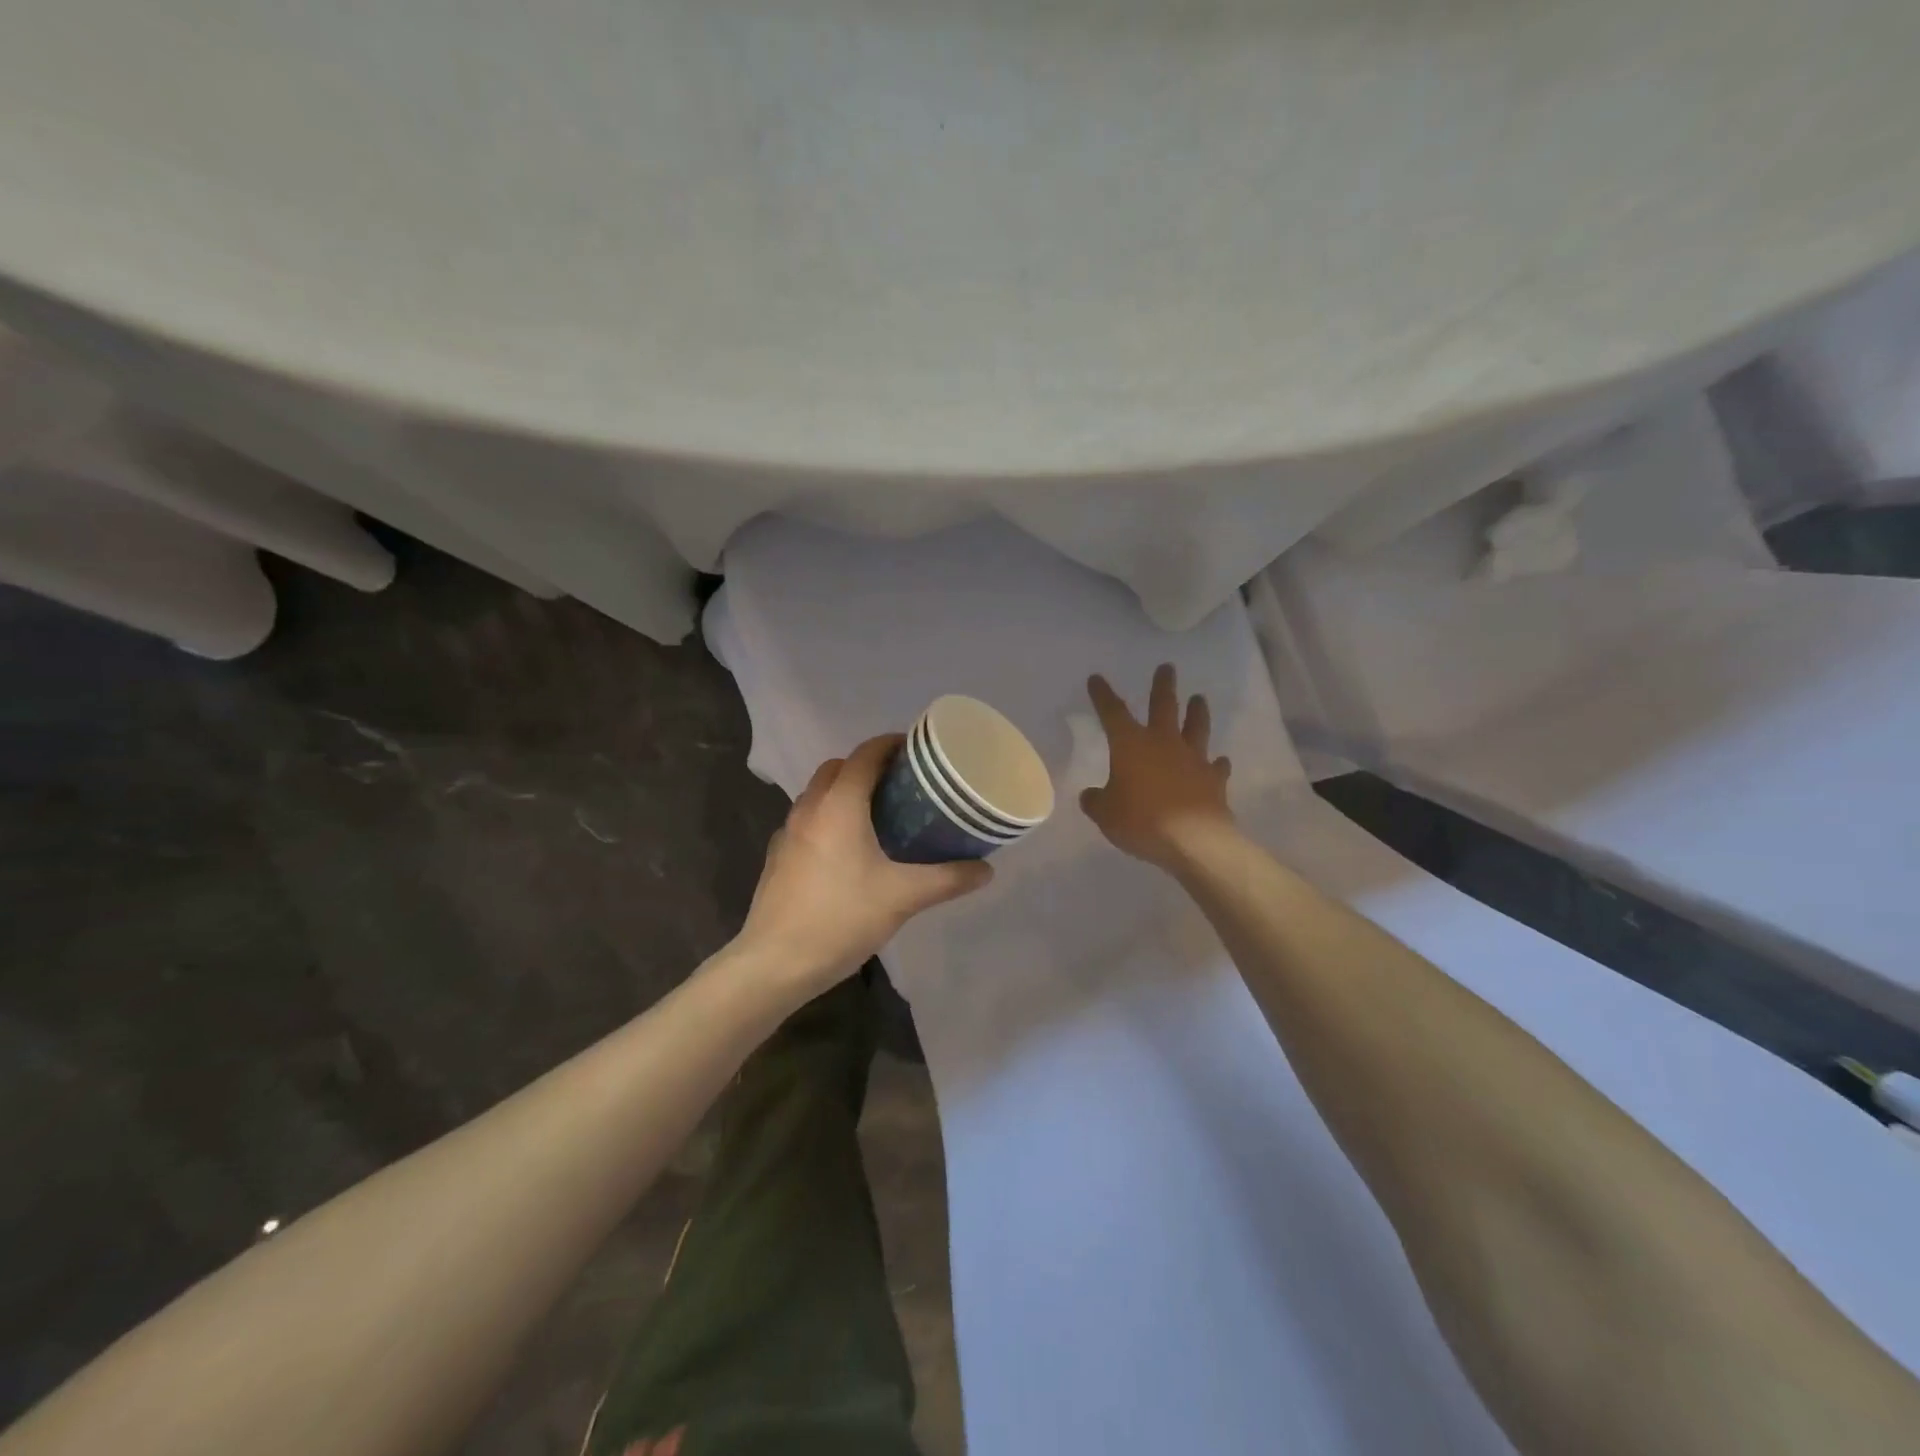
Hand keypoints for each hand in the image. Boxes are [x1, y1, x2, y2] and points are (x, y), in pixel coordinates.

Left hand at [739, 735, 992, 991]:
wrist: (775, 963)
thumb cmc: (842, 918)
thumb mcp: (903, 897)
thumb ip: (947, 879)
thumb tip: (986, 869)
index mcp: (839, 804)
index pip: (865, 754)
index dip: (891, 744)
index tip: (917, 750)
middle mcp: (809, 808)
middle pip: (837, 768)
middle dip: (867, 766)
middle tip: (901, 785)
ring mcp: (788, 833)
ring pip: (818, 794)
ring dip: (844, 792)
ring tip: (877, 816)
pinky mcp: (778, 857)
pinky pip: (807, 821)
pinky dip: (828, 818)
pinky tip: (846, 853)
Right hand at [1081, 665, 1234, 869]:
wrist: (1194, 841)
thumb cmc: (1141, 821)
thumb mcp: (1105, 815)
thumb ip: (1096, 801)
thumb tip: (1092, 795)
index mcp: (1131, 745)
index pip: (1112, 712)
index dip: (1103, 695)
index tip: (1097, 679)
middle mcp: (1163, 743)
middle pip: (1163, 706)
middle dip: (1163, 685)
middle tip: (1167, 667)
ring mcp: (1193, 759)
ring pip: (1196, 727)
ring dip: (1197, 712)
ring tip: (1199, 698)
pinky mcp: (1214, 780)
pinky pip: (1216, 767)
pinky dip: (1216, 764)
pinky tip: (1219, 761)